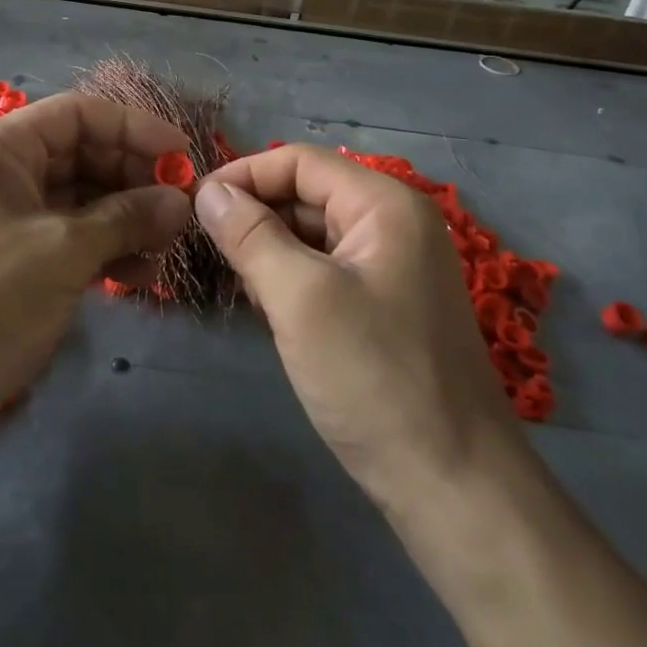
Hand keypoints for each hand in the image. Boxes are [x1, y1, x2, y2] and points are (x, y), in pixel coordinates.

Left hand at [0, 93, 192, 439]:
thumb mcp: (63, 253)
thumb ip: (127, 217)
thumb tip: (182, 201)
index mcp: (0, 150)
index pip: (79, 115)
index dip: (135, 129)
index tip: (184, 158)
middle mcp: (2, 174)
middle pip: (83, 155)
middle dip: (134, 181)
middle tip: (179, 214)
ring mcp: (6, 218)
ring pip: (81, 200)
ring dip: (125, 220)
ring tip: (163, 252)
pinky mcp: (14, 259)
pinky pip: (68, 237)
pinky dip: (104, 250)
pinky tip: (136, 277)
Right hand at [194, 145, 526, 508]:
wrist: (452, 484)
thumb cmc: (374, 378)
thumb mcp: (301, 298)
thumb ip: (251, 235)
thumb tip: (208, 192)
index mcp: (385, 205)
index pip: (299, 162)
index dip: (244, 175)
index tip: (194, 205)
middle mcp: (394, 224)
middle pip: (307, 195)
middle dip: (255, 215)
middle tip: (204, 249)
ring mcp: (393, 267)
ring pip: (313, 235)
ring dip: (268, 249)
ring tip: (232, 280)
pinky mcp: (384, 306)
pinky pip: (325, 271)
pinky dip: (290, 279)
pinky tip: (265, 307)